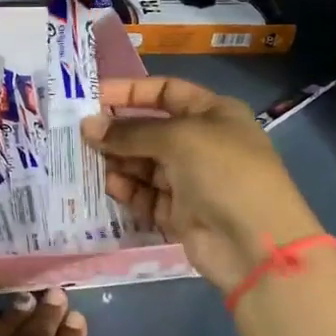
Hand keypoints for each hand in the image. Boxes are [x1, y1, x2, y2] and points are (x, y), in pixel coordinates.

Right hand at [83, 76, 319, 295]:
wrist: (256, 245)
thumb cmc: (224, 173)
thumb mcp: (178, 139)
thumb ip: (130, 132)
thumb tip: (87, 126)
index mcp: (212, 114)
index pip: (164, 91)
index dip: (129, 92)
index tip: (92, 97)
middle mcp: (200, 143)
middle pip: (149, 129)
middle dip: (117, 131)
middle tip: (79, 134)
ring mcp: (190, 179)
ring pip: (142, 163)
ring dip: (117, 161)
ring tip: (89, 162)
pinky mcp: (178, 211)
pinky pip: (144, 194)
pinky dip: (127, 189)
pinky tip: (110, 186)